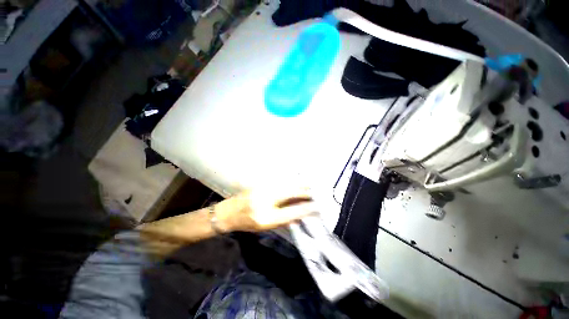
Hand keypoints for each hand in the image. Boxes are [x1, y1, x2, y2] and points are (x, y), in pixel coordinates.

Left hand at [215, 188, 317, 232]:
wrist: (228, 213)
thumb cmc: (246, 223)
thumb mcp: (264, 227)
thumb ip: (282, 220)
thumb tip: (298, 215)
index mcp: (266, 217)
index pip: (291, 212)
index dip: (305, 209)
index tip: (316, 206)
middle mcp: (265, 201)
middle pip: (290, 193)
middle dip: (304, 192)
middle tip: (314, 191)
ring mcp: (262, 190)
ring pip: (285, 185)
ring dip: (298, 185)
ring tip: (308, 185)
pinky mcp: (260, 183)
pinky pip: (278, 182)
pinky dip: (289, 182)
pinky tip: (294, 181)